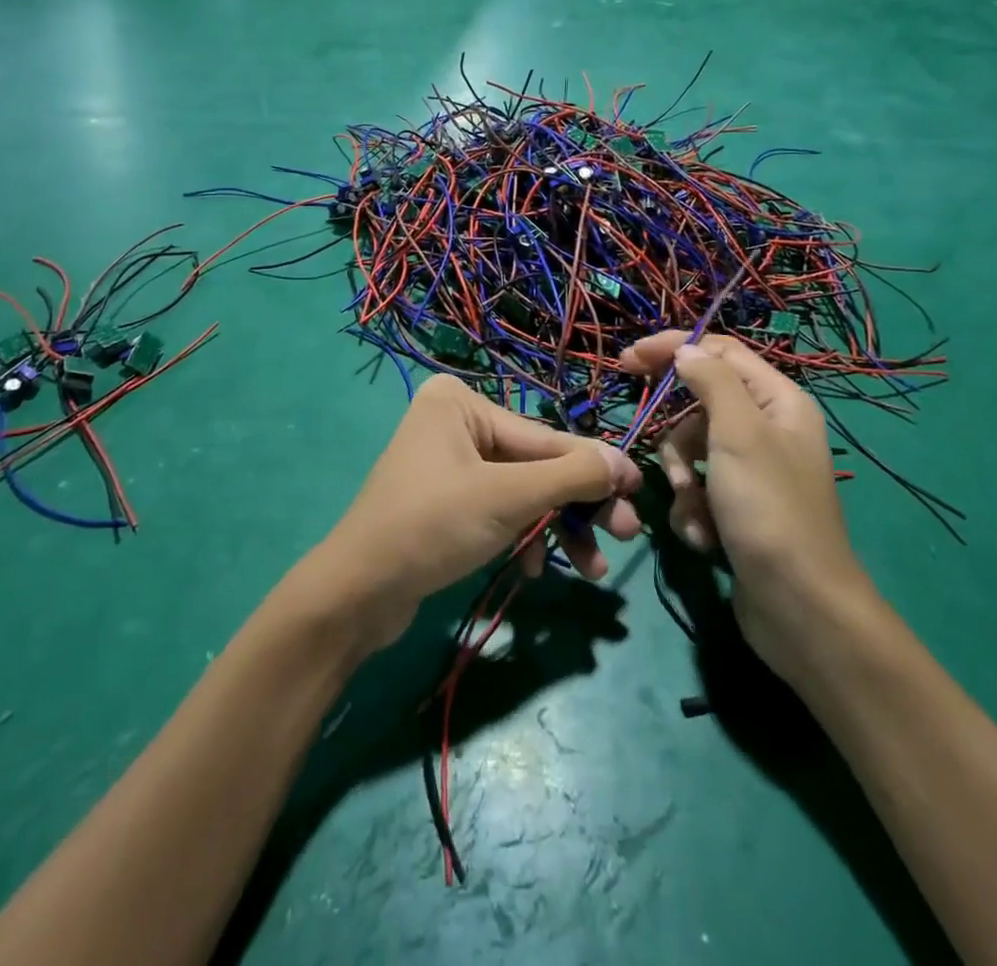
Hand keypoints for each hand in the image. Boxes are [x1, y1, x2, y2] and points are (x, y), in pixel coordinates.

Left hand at [313, 376, 640, 650]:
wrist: (358, 594)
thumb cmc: (432, 526)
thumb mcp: (507, 498)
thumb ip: (569, 477)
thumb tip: (624, 461)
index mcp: (461, 402)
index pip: (544, 437)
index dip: (594, 466)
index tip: (639, 488)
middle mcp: (455, 422)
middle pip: (535, 464)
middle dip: (578, 504)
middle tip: (627, 534)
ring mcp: (449, 463)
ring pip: (521, 491)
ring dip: (556, 527)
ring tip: (593, 568)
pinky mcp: (447, 501)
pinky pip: (499, 510)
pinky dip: (522, 537)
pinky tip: (534, 570)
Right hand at [620, 333, 874, 675]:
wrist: (799, 607)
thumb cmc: (768, 508)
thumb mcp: (738, 432)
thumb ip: (711, 380)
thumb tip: (685, 350)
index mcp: (778, 401)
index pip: (719, 351)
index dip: (673, 348)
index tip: (628, 360)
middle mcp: (768, 429)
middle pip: (700, 404)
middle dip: (678, 436)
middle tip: (668, 463)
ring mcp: (753, 471)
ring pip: (692, 449)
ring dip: (683, 479)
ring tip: (695, 509)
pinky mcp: (738, 507)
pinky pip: (698, 488)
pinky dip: (693, 509)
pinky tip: (704, 536)